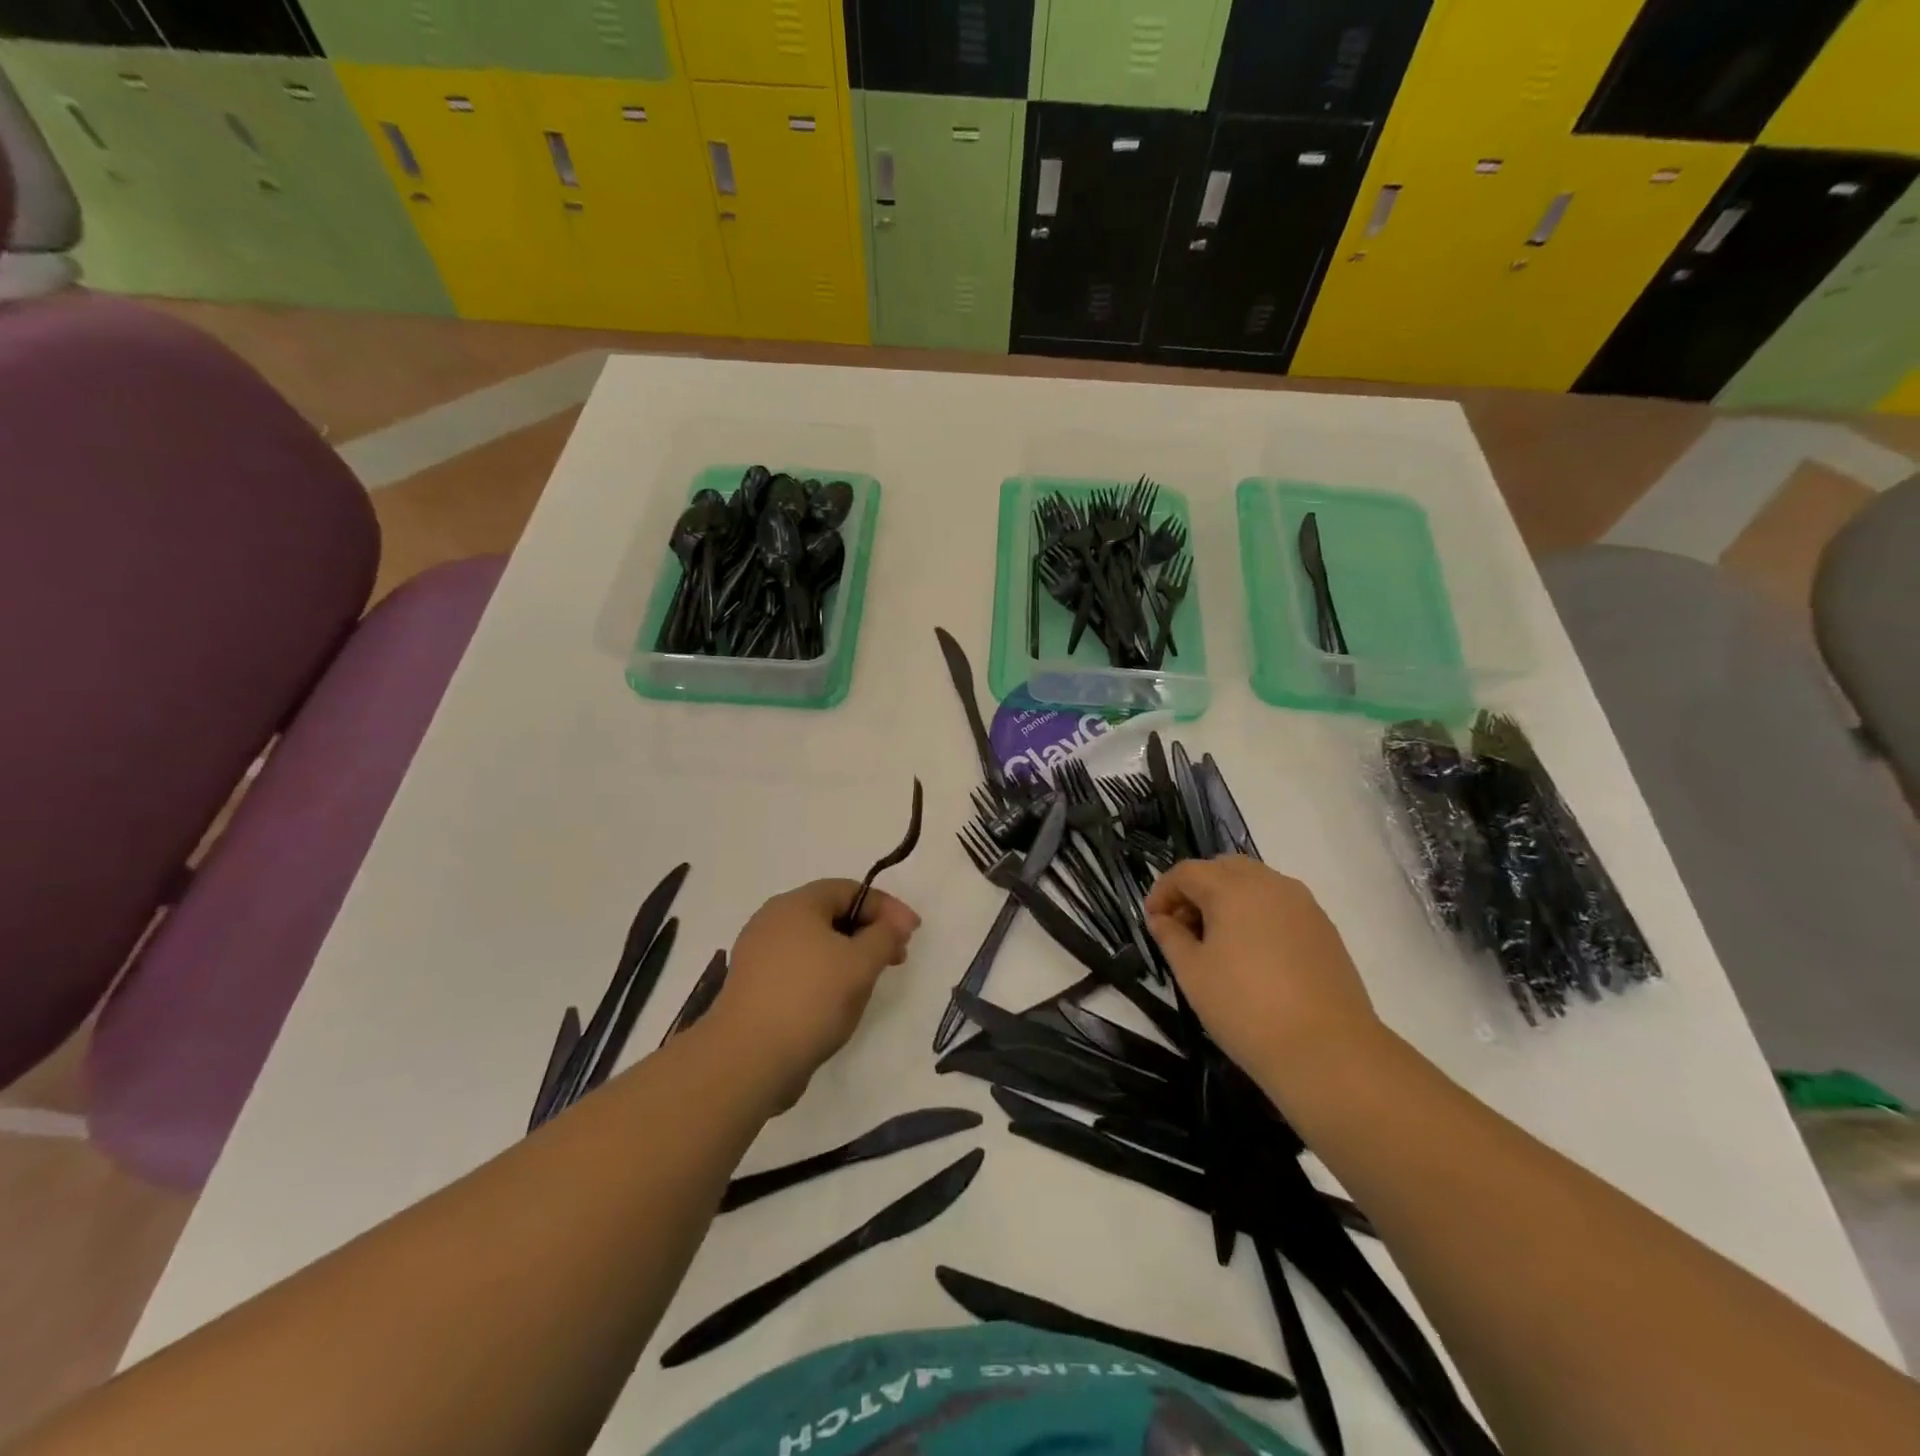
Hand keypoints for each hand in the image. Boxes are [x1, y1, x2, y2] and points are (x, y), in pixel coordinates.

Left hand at [710, 880, 919, 1107]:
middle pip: (831, 914)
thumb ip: (885, 935)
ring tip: (870, 982)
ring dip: (849, 956)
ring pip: (816, 943)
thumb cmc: (810, 1000)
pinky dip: (825, 975)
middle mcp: (773, 921)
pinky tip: (838, 1001)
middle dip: (869, 931)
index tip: (912, 932)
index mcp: (796, 904)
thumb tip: (898, 920)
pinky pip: (800, 968)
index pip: (850, 890)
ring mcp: (759, 955)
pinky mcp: (755, 987)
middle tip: (897, 957)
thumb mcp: (860, 964)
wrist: (747, 1060)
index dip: (886, 907)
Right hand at [1144, 857, 1383, 1098]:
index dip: (1162, 892)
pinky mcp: (1324, 928)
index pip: (1187, 872)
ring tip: (1217, 942)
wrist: (1328, 1051)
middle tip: (1183, 927)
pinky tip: (1253, 954)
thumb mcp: (1193, 974)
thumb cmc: (1246, 1009)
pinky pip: (1280, 904)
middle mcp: (1270, 884)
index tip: (1152, 921)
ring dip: (1228, 899)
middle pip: (1223, 868)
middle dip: (1197, 889)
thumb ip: (1170, 937)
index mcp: (1232, 888)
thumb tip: (1161, 919)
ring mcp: (1303, 904)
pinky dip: (1257, 914)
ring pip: (1255, 883)